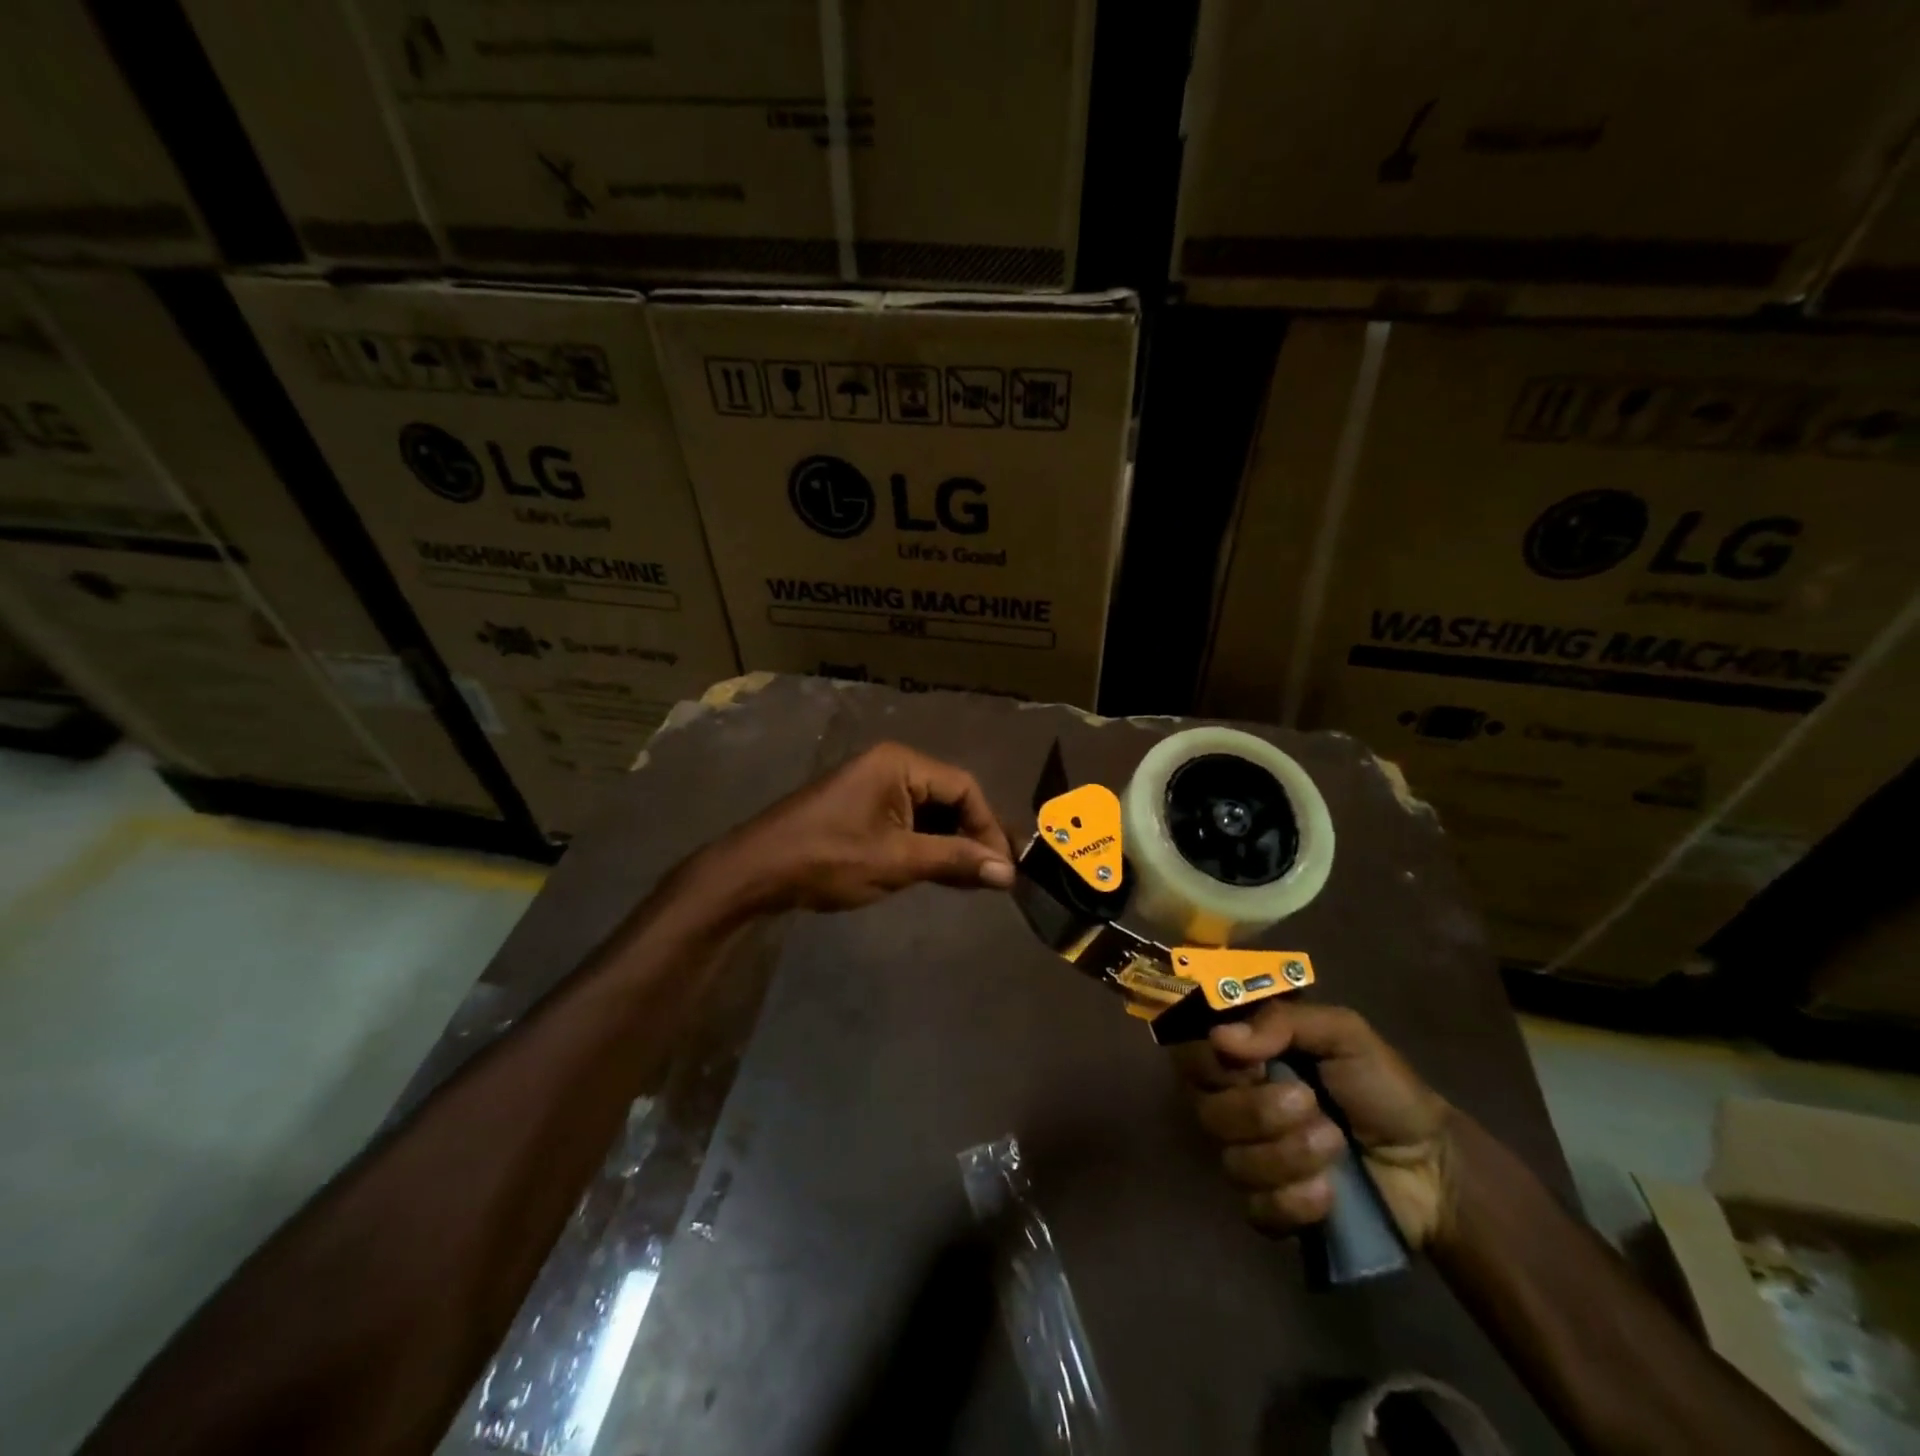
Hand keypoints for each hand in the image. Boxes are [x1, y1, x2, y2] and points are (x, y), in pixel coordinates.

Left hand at [707, 742, 1014, 913]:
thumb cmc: (829, 858)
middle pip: (949, 796)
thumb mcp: (897, 860)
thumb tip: (1008, 874)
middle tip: (993, 877)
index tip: (1004, 868)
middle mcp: (891, 765)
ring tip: (972, 881)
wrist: (757, 871)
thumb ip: (955, 861)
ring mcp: (874, 786)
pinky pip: (908, 821)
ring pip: (930, 812)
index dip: (988, 827)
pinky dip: (927, 846)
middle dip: (971, 836)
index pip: (964, 787)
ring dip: (951, 844)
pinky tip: (941, 874)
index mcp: (900, 763)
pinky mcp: (863, 808)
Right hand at [1172, 1002, 1453, 1248]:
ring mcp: (1249, 1158)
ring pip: (1232, 1161)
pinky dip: (1294, 1201)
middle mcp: (1234, 1104)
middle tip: (1310, 1104)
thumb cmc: (1382, 1086)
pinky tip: (1329, 1192)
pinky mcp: (1270, 1208)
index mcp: (1244, 1058)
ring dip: (1289, 1155)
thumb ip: (1283, 1022)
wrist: (1432, 1165)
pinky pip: (1256, 1209)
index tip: (1259, 1065)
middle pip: (1206, 1111)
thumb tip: (1221, 1037)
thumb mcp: (1343, 1033)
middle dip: (1260, 1112)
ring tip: (1335, 1145)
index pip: (1191, 1055)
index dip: (1217, 1064)